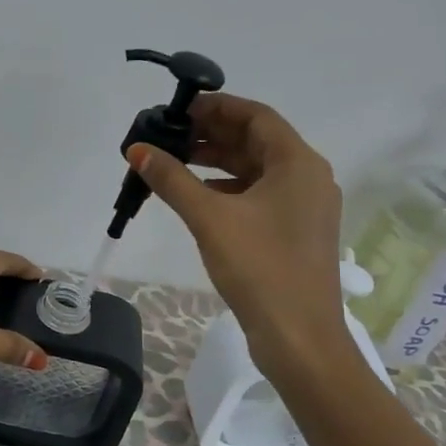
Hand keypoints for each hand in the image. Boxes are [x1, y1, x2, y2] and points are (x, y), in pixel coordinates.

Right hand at [128, 94, 354, 382]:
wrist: (299, 338)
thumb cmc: (260, 268)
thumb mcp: (209, 217)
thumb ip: (172, 179)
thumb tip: (137, 149)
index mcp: (298, 163)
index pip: (256, 116)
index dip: (216, 107)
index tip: (177, 109)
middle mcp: (307, 177)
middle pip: (256, 140)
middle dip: (211, 134)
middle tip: (168, 136)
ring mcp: (304, 206)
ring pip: (256, 169)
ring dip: (216, 161)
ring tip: (174, 162)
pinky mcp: (294, 231)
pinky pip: (259, 194)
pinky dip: (227, 188)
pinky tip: (196, 196)